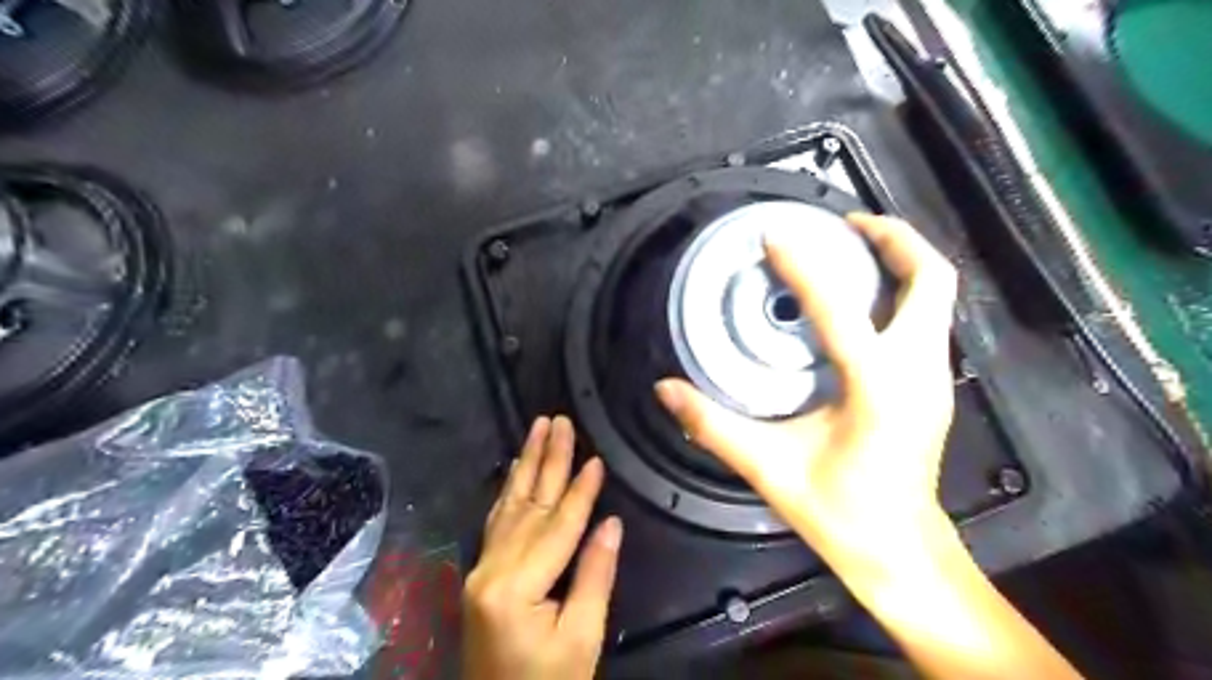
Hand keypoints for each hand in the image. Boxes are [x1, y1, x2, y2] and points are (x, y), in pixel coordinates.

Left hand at [460, 415, 619, 679]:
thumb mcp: (581, 637)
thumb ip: (594, 575)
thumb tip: (610, 522)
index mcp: (516, 588)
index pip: (557, 526)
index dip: (581, 491)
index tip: (596, 457)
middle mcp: (491, 569)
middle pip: (529, 504)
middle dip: (548, 460)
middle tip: (559, 420)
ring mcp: (482, 569)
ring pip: (509, 505)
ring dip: (527, 463)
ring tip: (538, 428)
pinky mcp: (482, 572)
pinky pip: (497, 521)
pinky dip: (509, 490)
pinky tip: (516, 468)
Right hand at [659, 215, 962, 555]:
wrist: (901, 551)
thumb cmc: (842, 514)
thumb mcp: (769, 469)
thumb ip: (713, 426)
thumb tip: (666, 390)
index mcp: (879, 389)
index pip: (841, 310)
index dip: (805, 267)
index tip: (775, 238)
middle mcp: (918, 373)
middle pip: (930, 279)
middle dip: (892, 238)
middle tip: (843, 223)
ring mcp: (934, 378)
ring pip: (936, 295)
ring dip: (900, 260)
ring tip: (851, 247)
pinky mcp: (931, 386)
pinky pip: (927, 317)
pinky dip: (900, 290)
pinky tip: (859, 298)